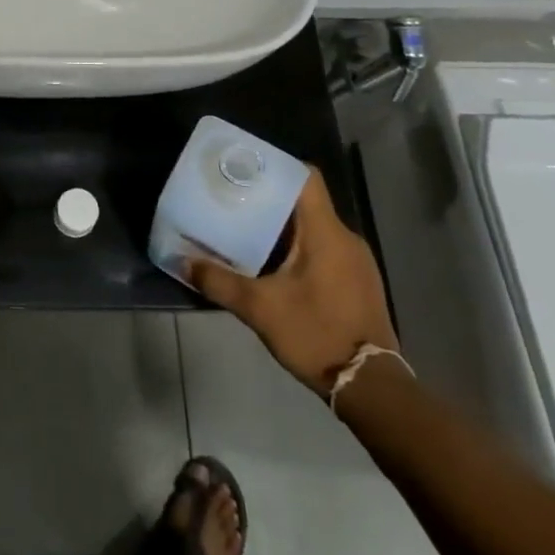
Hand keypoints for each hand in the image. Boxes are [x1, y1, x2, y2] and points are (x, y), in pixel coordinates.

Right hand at [188, 167, 397, 395]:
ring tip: (246, 230)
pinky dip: (298, 248)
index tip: (244, 168)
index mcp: (326, 232)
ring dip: (283, 226)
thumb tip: (182, 262)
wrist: (372, 388)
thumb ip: (218, 282)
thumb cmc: (317, 334)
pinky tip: (274, 266)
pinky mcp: (358, 283)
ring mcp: (356, 262)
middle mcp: (346, 238)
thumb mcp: (259, 309)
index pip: (305, 177)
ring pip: (314, 228)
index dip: (275, 166)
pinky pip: (324, 249)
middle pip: (305, 202)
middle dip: (269, 198)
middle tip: (233, 200)